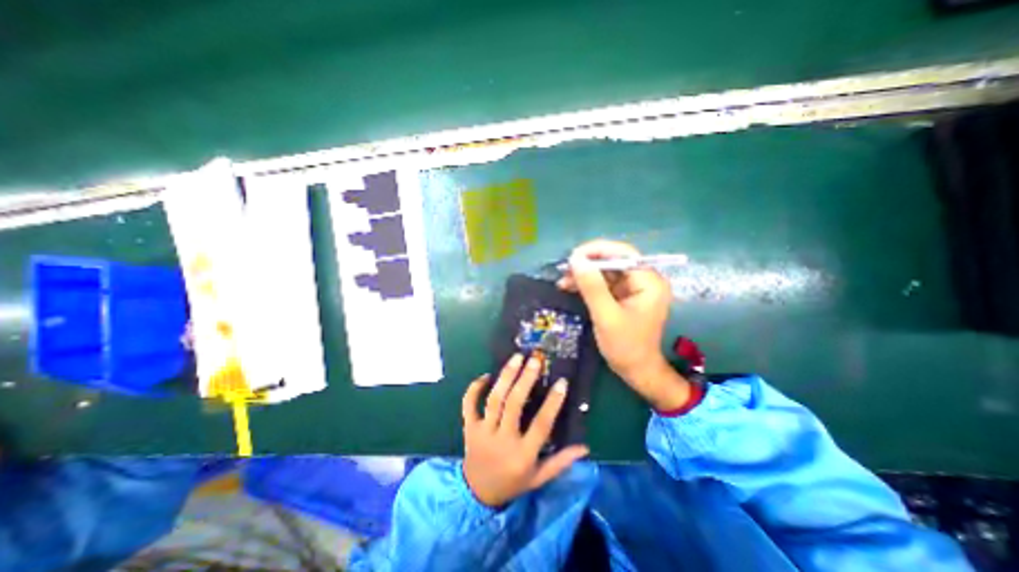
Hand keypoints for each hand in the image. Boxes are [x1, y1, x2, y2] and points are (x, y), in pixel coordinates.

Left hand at [463, 353, 590, 509]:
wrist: (477, 493)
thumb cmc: (513, 483)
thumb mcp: (539, 477)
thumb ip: (561, 462)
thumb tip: (585, 448)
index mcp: (523, 455)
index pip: (541, 425)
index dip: (553, 403)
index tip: (562, 382)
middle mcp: (502, 440)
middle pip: (514, 405)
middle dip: (525, 380)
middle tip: (535, 360)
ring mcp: (483, 432)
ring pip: (494, 399)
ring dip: (505, 376)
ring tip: (516, 358)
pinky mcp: (469, 427)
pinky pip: (469, 404)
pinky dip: (475, 388)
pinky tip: (487, 375)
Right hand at [555, 239, 691, 410]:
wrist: (636, 371)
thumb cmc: (626, 347)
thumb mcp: (606, 316)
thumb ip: (592, 287)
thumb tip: (576, 260)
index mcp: (649, 282)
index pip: (624, 254)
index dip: (598, 251)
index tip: (574, 256)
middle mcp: (643, 280)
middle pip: (613, 260)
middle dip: (588, 264)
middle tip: (565, 269)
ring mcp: (633, 288)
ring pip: (605, 271)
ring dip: (584, 274)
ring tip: (562, 280)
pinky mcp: (622, 296)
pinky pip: (603, 283)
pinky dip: (586, 284)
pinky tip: (569, 286)